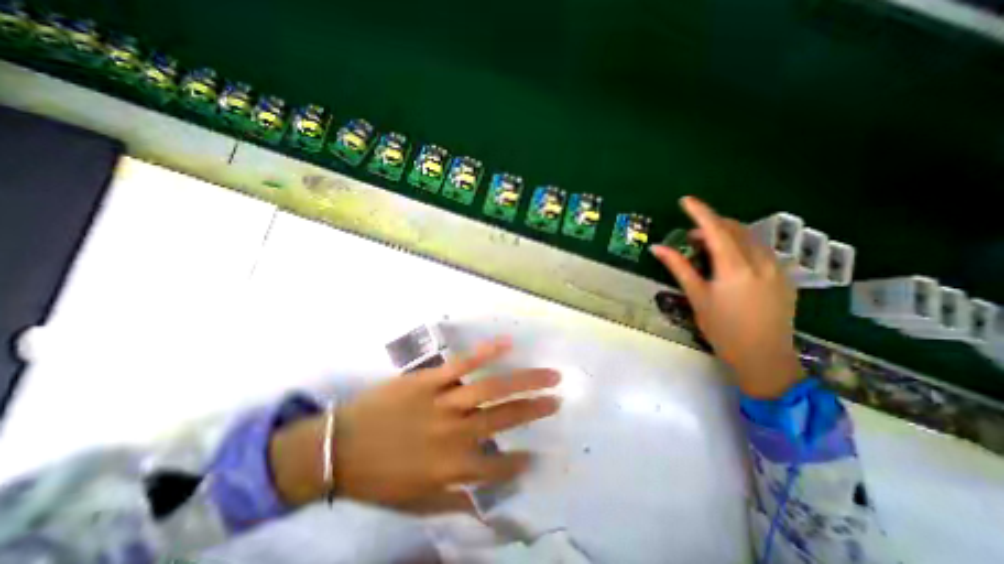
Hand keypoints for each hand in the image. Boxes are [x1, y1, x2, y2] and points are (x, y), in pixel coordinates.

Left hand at [271, 337, 561, 509]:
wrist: (337, 448)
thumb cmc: (377, 477)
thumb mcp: (415, 502)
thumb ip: (453, 502)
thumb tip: (483, 506)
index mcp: (452, 467)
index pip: (498, 467)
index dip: (520, 463)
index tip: (537, 454)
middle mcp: (455, 433)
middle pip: (504, 419)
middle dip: (535, 410)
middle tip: (558, 400)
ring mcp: (443, 402)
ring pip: (491, 389)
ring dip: (524, 382)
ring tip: (549, 376)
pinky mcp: (429, 380)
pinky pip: (462, 365)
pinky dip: (486, 353)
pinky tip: (507, 344)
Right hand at [652, 197, 804, 397]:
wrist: (764, 357)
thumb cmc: (723, 328)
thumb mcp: (697, 297)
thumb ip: (679, 267)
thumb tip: (657, 247)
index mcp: (735, 267)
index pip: (716, 230)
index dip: (700, 212)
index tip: (685, 201)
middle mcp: (760, 261)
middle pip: (735, 229)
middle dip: (711, 225)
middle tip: (689, 238)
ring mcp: (777, 268)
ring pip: (750, 238)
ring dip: (726, 235)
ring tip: (706, 248)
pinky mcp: (784, 277)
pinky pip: (761, 250)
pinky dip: (741, 246)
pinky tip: (730, 260)